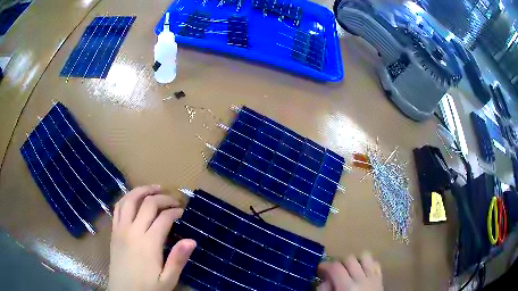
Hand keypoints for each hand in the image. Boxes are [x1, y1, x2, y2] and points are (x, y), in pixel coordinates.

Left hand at [109, 185, 195, 290]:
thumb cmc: (147, 288)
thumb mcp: (168, 280)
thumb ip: (178, 259)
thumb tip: (191, 240)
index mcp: (148, 244)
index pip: (163, 218)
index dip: (175, 211)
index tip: (183, 212)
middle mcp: (132, 231)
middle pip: (147, 204)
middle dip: (163, 198)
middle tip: (174, 199)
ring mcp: (120, 229)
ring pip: (129, 200)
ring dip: (142, 190)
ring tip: (154, 188)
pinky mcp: (113, 231)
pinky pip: (118, 208)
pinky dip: (127, 198)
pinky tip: (134, 197)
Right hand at [317, 252, 382, 290]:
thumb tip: (324, 280)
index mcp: (347, 287)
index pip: (335, 267)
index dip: (325, 265)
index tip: (320, 269)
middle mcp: (361, 279)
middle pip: (349, 259)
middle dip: (339, 263)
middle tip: (334, 271)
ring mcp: (373, 278)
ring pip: (365, 257)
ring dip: (356, 261)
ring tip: (349, 270)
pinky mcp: (380, 279)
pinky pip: (376, 264)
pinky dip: (368, 265)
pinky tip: (362, 272)